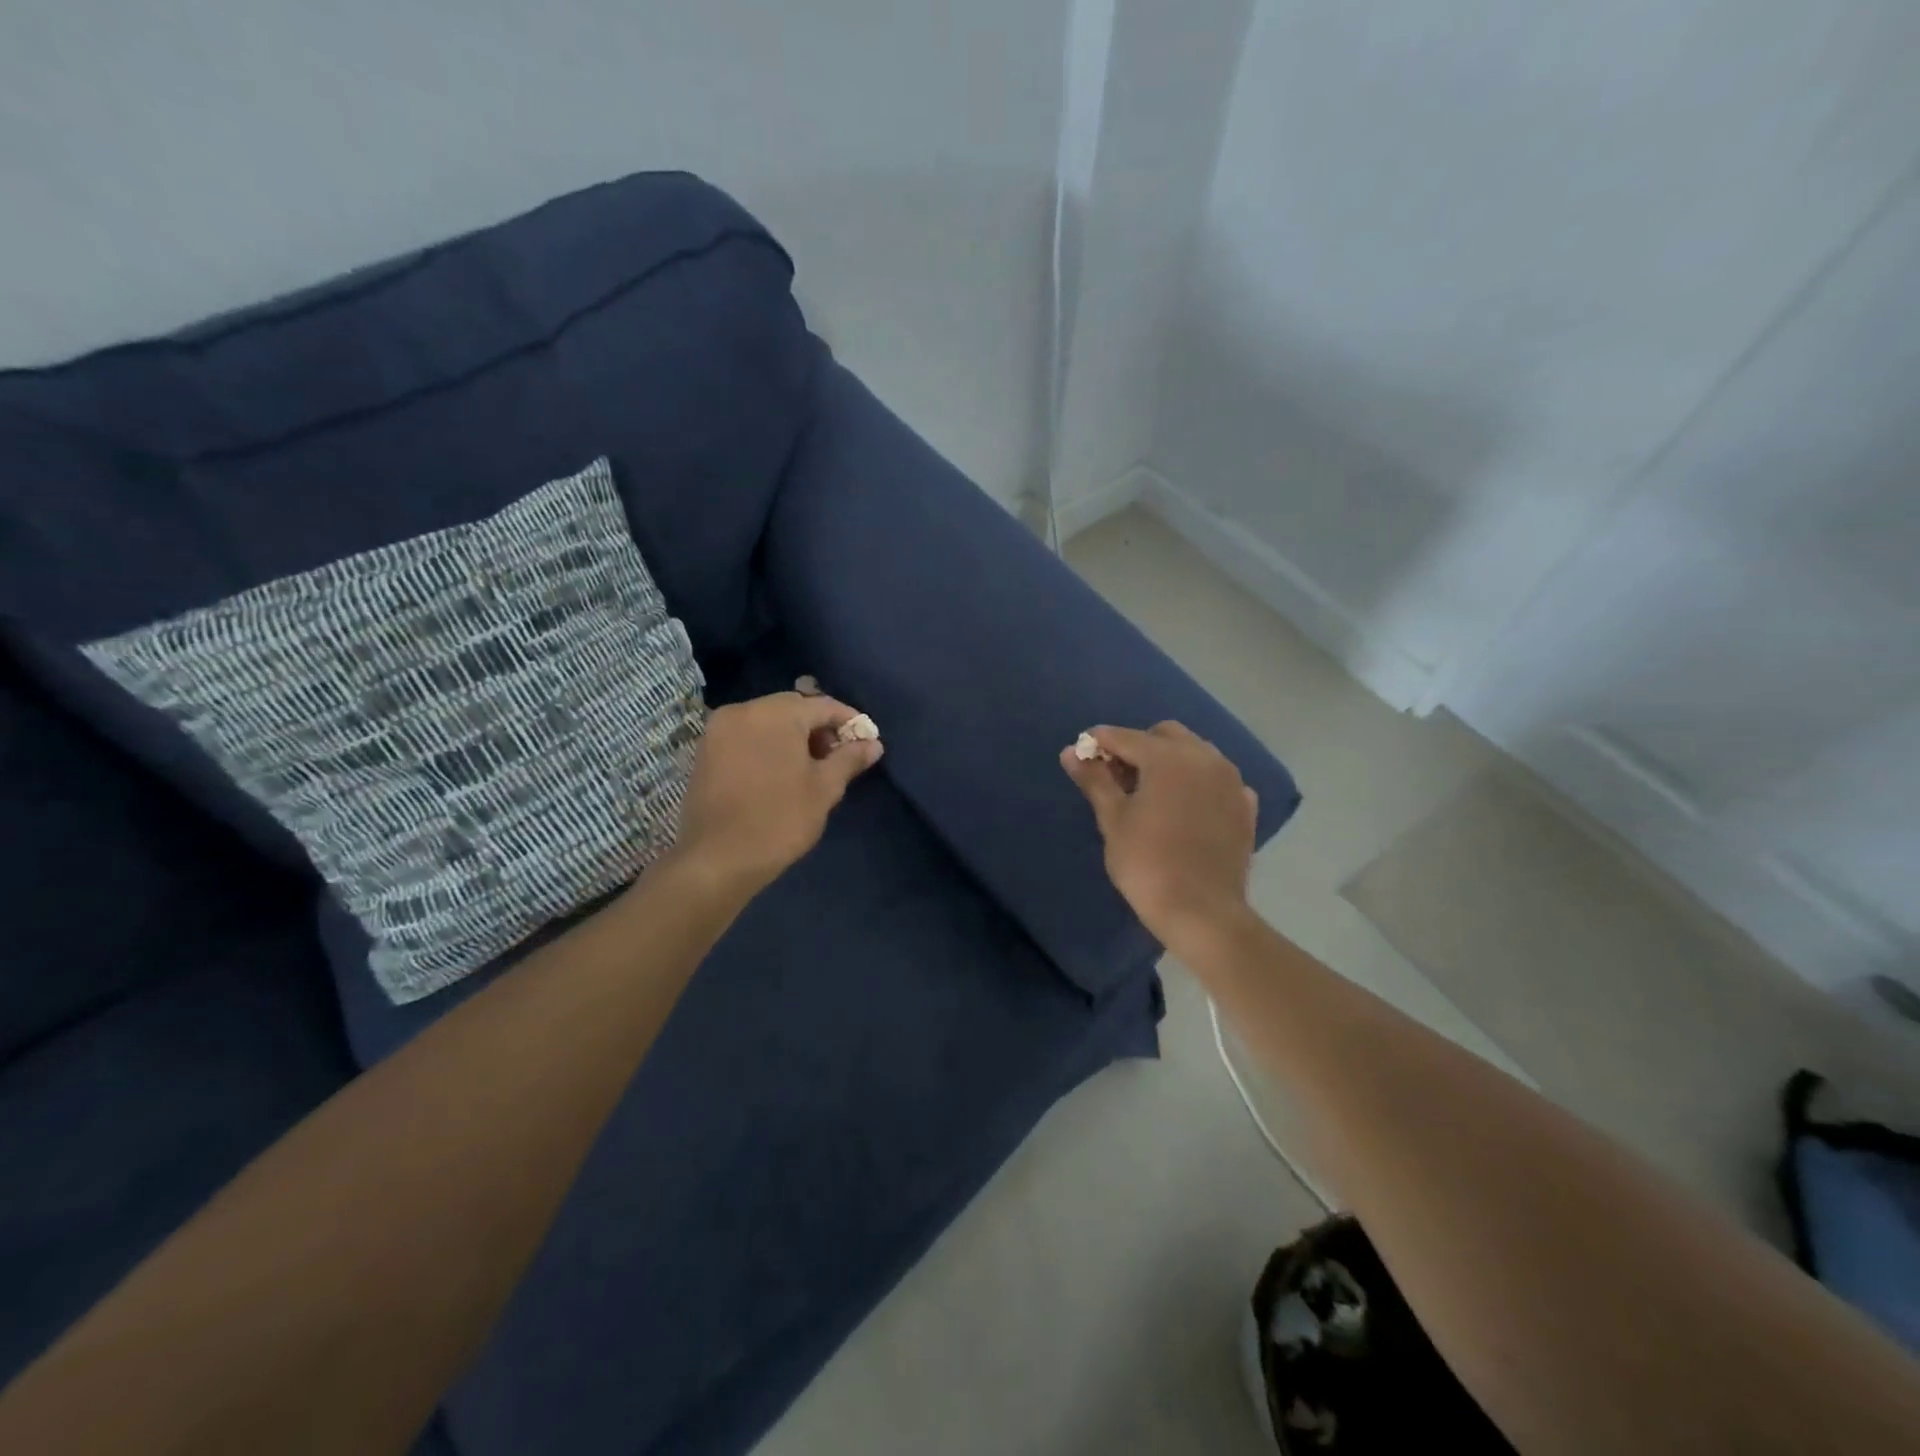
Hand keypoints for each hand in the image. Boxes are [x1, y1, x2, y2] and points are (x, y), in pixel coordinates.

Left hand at [666, 692, 882, 896]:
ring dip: (793, 737)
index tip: (867, 741)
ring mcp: (718, 730)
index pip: (823, 705)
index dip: (849, 721)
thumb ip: (849, 759)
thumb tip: (874, 744)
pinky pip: (746, 736)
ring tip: (811, 768)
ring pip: (767, 721)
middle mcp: (743, 710)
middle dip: (819, 728)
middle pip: (793, 709)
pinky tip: (780, 772)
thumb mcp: (824, 788)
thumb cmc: (780, 820)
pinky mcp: (705, 751)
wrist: (718, 859)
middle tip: (839, 757)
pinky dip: (767, 745)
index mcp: (775, 713)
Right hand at [1059, 722, 1257, 952]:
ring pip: (1195, 752)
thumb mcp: (1113, 819)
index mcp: (1168, 758)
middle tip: (1116, 776)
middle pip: (1165, 735)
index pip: (1125, 737)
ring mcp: (1231, 780)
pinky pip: (1217, 779)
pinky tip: (1184, 807)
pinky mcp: (1244, 806)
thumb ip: (1094, 780)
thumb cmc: (1147, 863)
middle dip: (1138, 746)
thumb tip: (1070, 752)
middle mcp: (1204, 758)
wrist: (1202, 912)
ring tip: (1149, 791)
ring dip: (1169, 760)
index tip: (1081, 752)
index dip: (1099, 742)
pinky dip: (1197, 782)